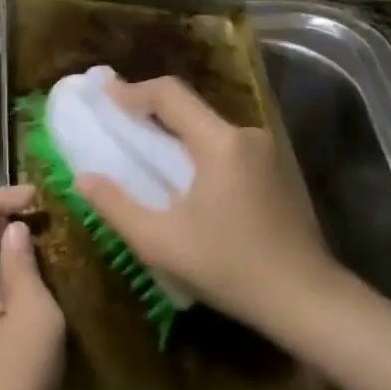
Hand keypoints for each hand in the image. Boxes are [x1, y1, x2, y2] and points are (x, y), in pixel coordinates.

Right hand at [74, 77, 340, 333]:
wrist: (306, 298)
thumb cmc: (230, 268)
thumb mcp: (161, 243)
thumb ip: (117, 206)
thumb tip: (84, 178)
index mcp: (220, 143)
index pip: (170, 94)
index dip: (133, 91)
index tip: (105, 96)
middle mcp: (247, 134)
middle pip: (192, 109)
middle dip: (154, 112)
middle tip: (122, 124)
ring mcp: (269, 150)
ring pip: (213, 129)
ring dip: (180, 135)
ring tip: (152, 156)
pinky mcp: (280, 169)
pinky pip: (231, 146)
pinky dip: (204, 151)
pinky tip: (192, 182)